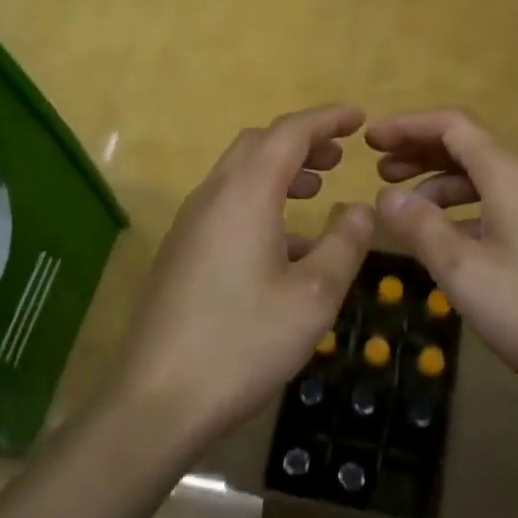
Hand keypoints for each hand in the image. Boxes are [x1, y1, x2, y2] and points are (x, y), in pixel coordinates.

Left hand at [112, 106, 376, 447]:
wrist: (156, 400)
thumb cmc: (242, 342)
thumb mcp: (313, 297)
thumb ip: (344, 245)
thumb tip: (361, 209)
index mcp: (245, 194)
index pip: (289, 132)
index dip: (326, 119)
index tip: (358, 117)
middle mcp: (213, 196)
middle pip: (258, 144)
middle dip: (301, 141)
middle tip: (339, 156)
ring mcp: (190, 223)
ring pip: (239, 174)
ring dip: (279, 170)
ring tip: (316, 190)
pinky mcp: (180, 250)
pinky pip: (226, 204)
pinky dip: (259, 200)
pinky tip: (284, 244)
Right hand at [368, 109, 517, 410]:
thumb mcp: (465, 273)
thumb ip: (421, 228)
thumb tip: (386, 196)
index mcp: (509, 175)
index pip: (452, 126)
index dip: (408, 126)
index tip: (370, 140)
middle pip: (469, 148)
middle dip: (421, 153)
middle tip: (380, 171)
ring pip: (486, 179)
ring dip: (442, 185)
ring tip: (407, 209)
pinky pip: (502, 205)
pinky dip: (467, 211)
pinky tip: (451, 242)